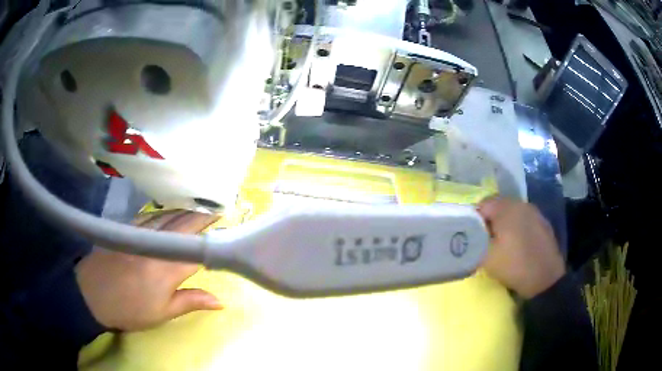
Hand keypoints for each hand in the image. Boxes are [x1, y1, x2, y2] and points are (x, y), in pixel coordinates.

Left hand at [75, 210, 221, 331]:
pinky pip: (152, 214)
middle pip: (184, 225)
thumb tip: (220, 301)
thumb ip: (190, 301)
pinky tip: (171, 211)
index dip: (214, 238)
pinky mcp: (128, 228)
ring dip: (186, 210)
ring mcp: (139, 232)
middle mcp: (155, 244)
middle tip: (220, 208)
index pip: (198, 249)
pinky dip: (166, 211)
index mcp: (166, 269)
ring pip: (168, 215)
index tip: (229, 229)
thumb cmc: (129, 309)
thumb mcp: (161, 314)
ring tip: (201, 205)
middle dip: (204, 215)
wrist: (91, 294)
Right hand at [477, 197, 564, 298]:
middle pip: (499, 205)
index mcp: (506, 208)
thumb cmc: (514, 265)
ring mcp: (534, 212)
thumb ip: (474, 241)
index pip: (482, 204)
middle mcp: (520, 204)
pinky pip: (524, 219)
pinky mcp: (543, 222)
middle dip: (490, 220)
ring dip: (504, 223)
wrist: (545, 278)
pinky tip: (518, 244)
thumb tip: (468, 235)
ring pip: (513, 212)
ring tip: (502, 242)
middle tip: (485, 239)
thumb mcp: (486, 257)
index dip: (474, 219)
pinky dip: (518, 227)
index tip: (472, 236)